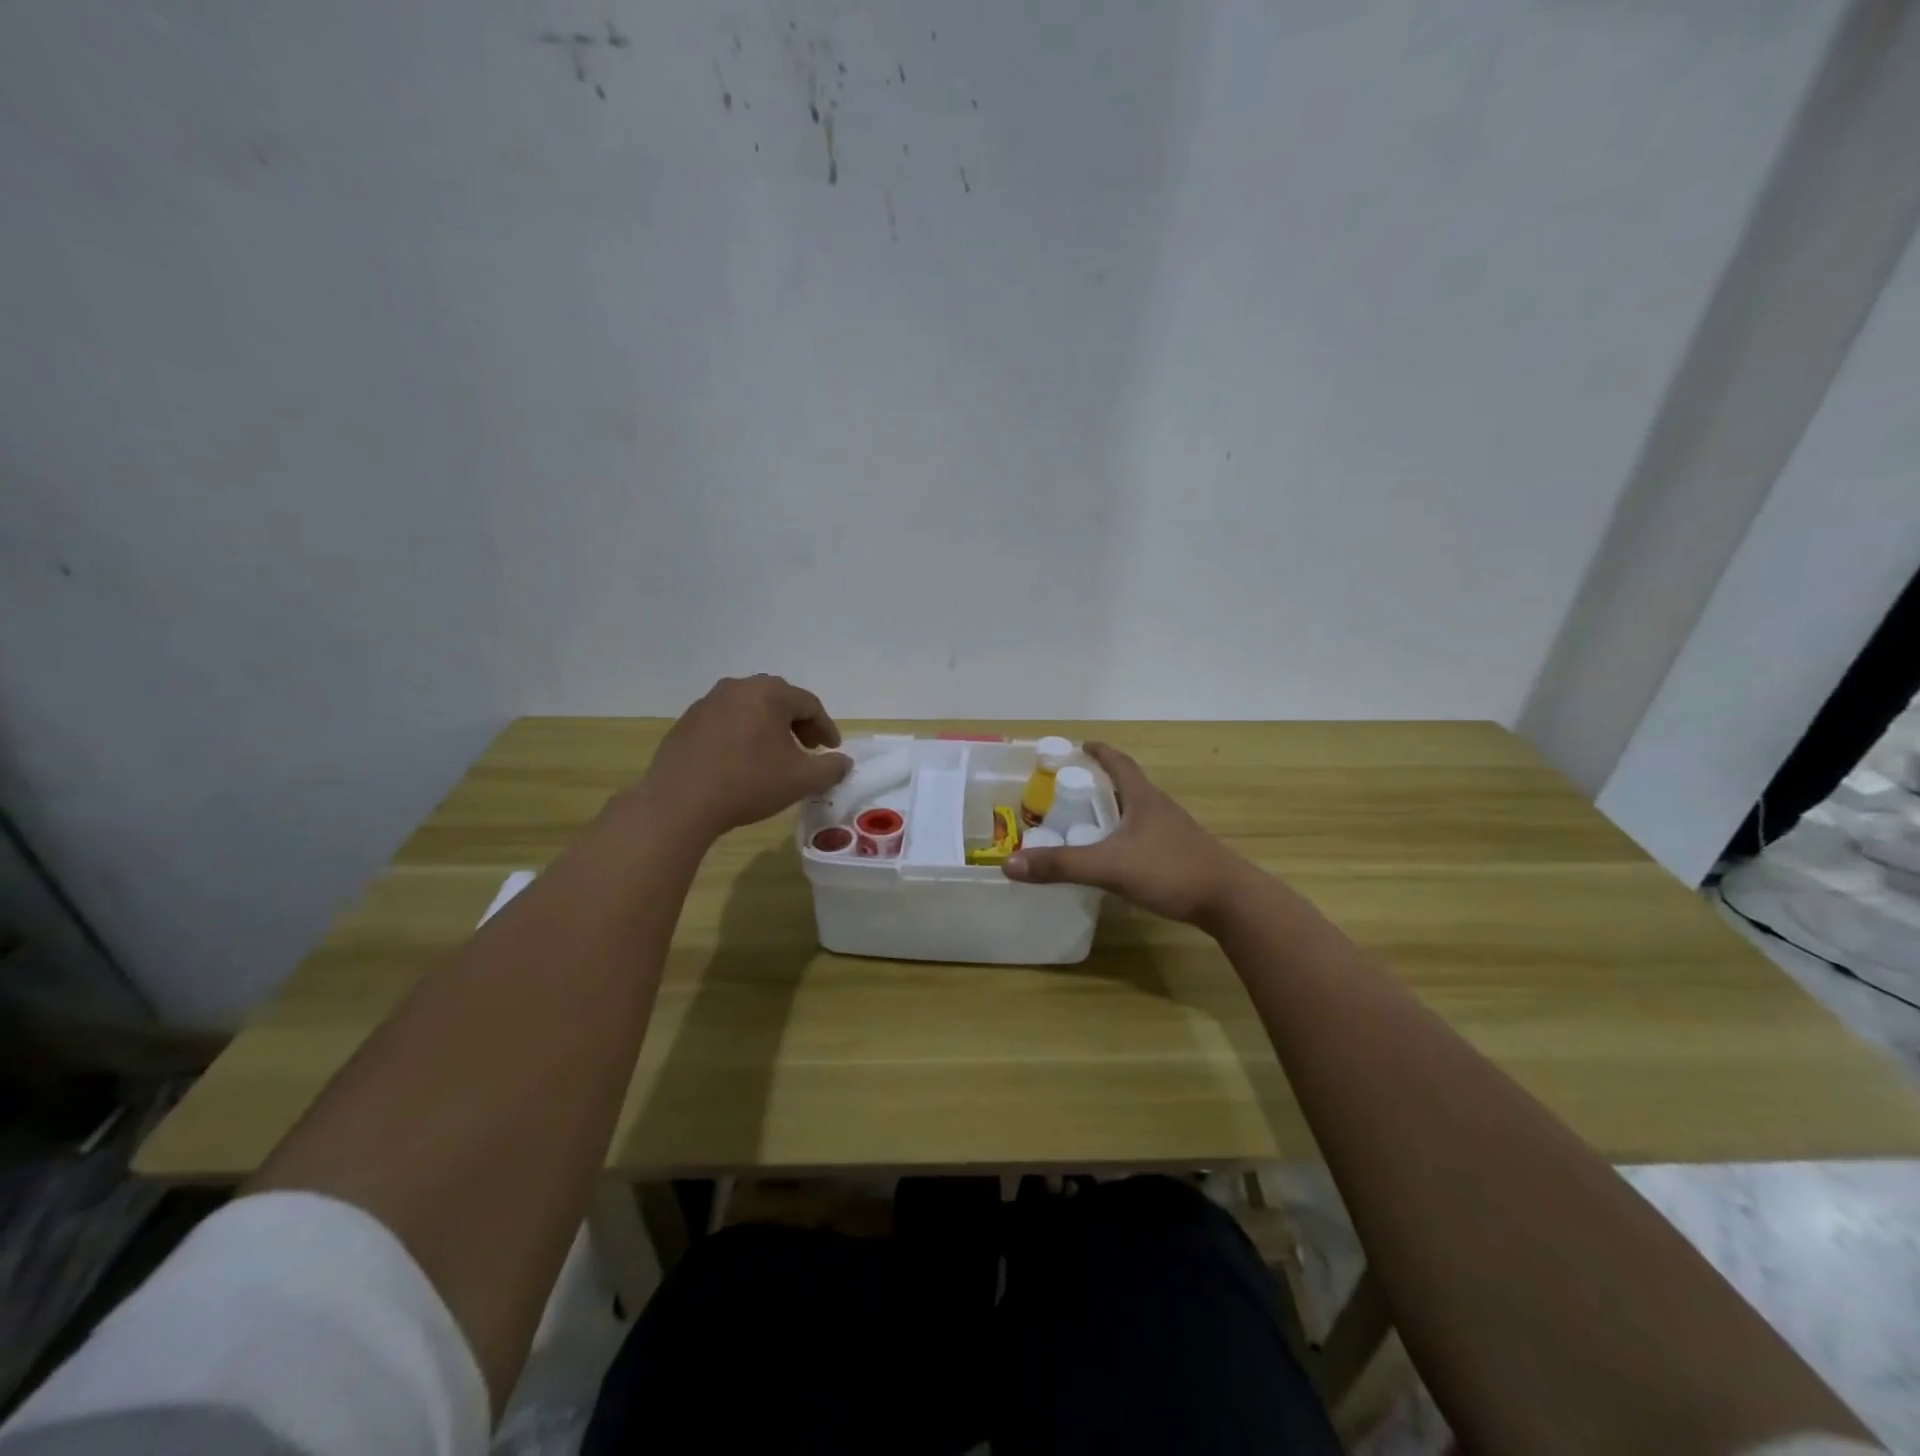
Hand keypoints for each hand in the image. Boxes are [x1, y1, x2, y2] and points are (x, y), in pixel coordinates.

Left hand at [638, 675, 851, 839]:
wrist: (679, 803)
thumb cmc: (748, 784)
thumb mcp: (801, 780)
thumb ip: (831, 768)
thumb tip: (843, 762)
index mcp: (769, 693)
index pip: (809, 704)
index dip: (826, 728)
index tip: (832, 751)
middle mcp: (738, 688)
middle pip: (779, 700)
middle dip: (798, 724)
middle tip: (809, 749)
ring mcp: (707, 703)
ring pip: (750, 709)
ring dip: (769, 728)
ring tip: (775, 755)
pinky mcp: (686, 722)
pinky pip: (725, 722)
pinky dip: (742, 735)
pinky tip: (741, 761)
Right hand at [1003, 742, 1251, 923]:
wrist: (1230, 901)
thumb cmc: (1170, 870)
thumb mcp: (1109, 867)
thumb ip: (1061, 866)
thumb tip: (1009, 864)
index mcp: (1143, 798)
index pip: (1119, 763)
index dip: (1099, 752)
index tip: (1081, 745)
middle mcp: (1159, 808)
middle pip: (1127, 786)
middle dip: (1100, 782)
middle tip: (1071, 789)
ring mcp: (1173, 832)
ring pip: (1137, 812)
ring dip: (1114, 811)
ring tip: (1087, 821)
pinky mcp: (1180, 854)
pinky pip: (1145, 835)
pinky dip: (1125, 836)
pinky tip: (1116, 856)